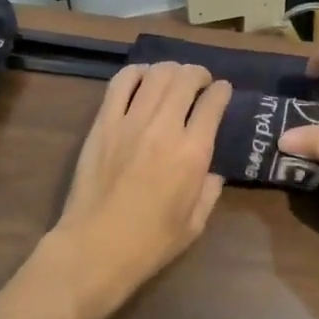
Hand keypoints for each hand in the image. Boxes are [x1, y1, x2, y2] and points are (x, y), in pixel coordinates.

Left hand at [37, 62, 232, 318]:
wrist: (95, 248)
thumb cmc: (150, 243)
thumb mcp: (196, 223)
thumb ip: (210, 190)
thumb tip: (213, 170)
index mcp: (193, 152)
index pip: (213, 102)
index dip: (222, 91)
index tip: (223, 91)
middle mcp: (164, 128)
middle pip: (185, 78)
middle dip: (198, 74)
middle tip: (200, 81)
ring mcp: (130, 121)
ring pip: (156, 75)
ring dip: (170, 69)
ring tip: (173, 77)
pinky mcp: (103, 123)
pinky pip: (120, 83)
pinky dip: (136, 73)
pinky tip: (143, 78)